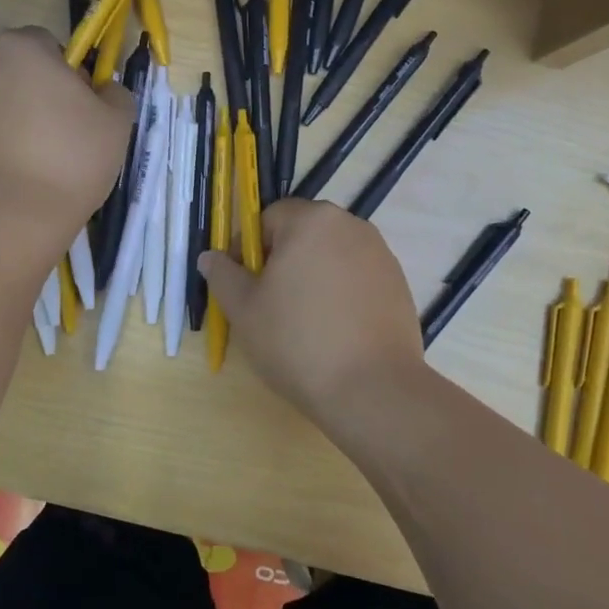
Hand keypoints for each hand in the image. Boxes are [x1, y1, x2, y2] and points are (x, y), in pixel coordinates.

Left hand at [0, 28, 133, 242]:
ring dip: (13, 119)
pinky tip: (9, 177)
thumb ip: (115, 93)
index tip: (82, 110)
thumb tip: (102, 89)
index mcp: (20, 48)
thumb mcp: (117, 123)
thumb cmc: (69, 160)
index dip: (70, 74)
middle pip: (17, 71)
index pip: (49, 45)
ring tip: (35, 162)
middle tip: (62, 136)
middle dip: (37, 94)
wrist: (6, 219)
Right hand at [200, 198, 428, 423]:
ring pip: (330, 256)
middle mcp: (350, 226)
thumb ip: (223, 275)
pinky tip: (334, 331)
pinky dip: (340, 294)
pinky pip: (356, 278)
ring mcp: (380, 254)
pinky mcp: (398, 284)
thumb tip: (210, 257)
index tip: (242, 286)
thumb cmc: (297, 341)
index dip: (248, 250)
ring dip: (311, 277)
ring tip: (302, 322)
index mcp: (311, 220)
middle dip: (281, 262)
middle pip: (302, 234)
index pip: (268, 219)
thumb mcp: (243, 309)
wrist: (374, 390)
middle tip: (268, 305)